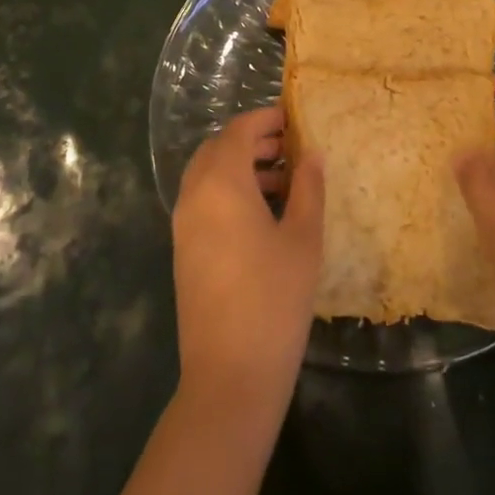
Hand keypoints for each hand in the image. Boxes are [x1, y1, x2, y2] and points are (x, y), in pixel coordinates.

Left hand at [173, 106, 323, 413]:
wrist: (229, 375)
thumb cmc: (274, 299)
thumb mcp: (303, 238)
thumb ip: (309, 188)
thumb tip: (312, 153)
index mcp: (222, 183)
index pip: (238, 130)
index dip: (265, 118)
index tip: (293, 119)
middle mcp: (194, 195)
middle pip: (218, 148)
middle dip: (252, 140)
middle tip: (289, 148)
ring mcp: (183, 224)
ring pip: (208, 174)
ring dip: (239, 166)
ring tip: (282, 181)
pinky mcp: (183, 250)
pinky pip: (203, 200)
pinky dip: (227, 191)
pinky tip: (261, 215)